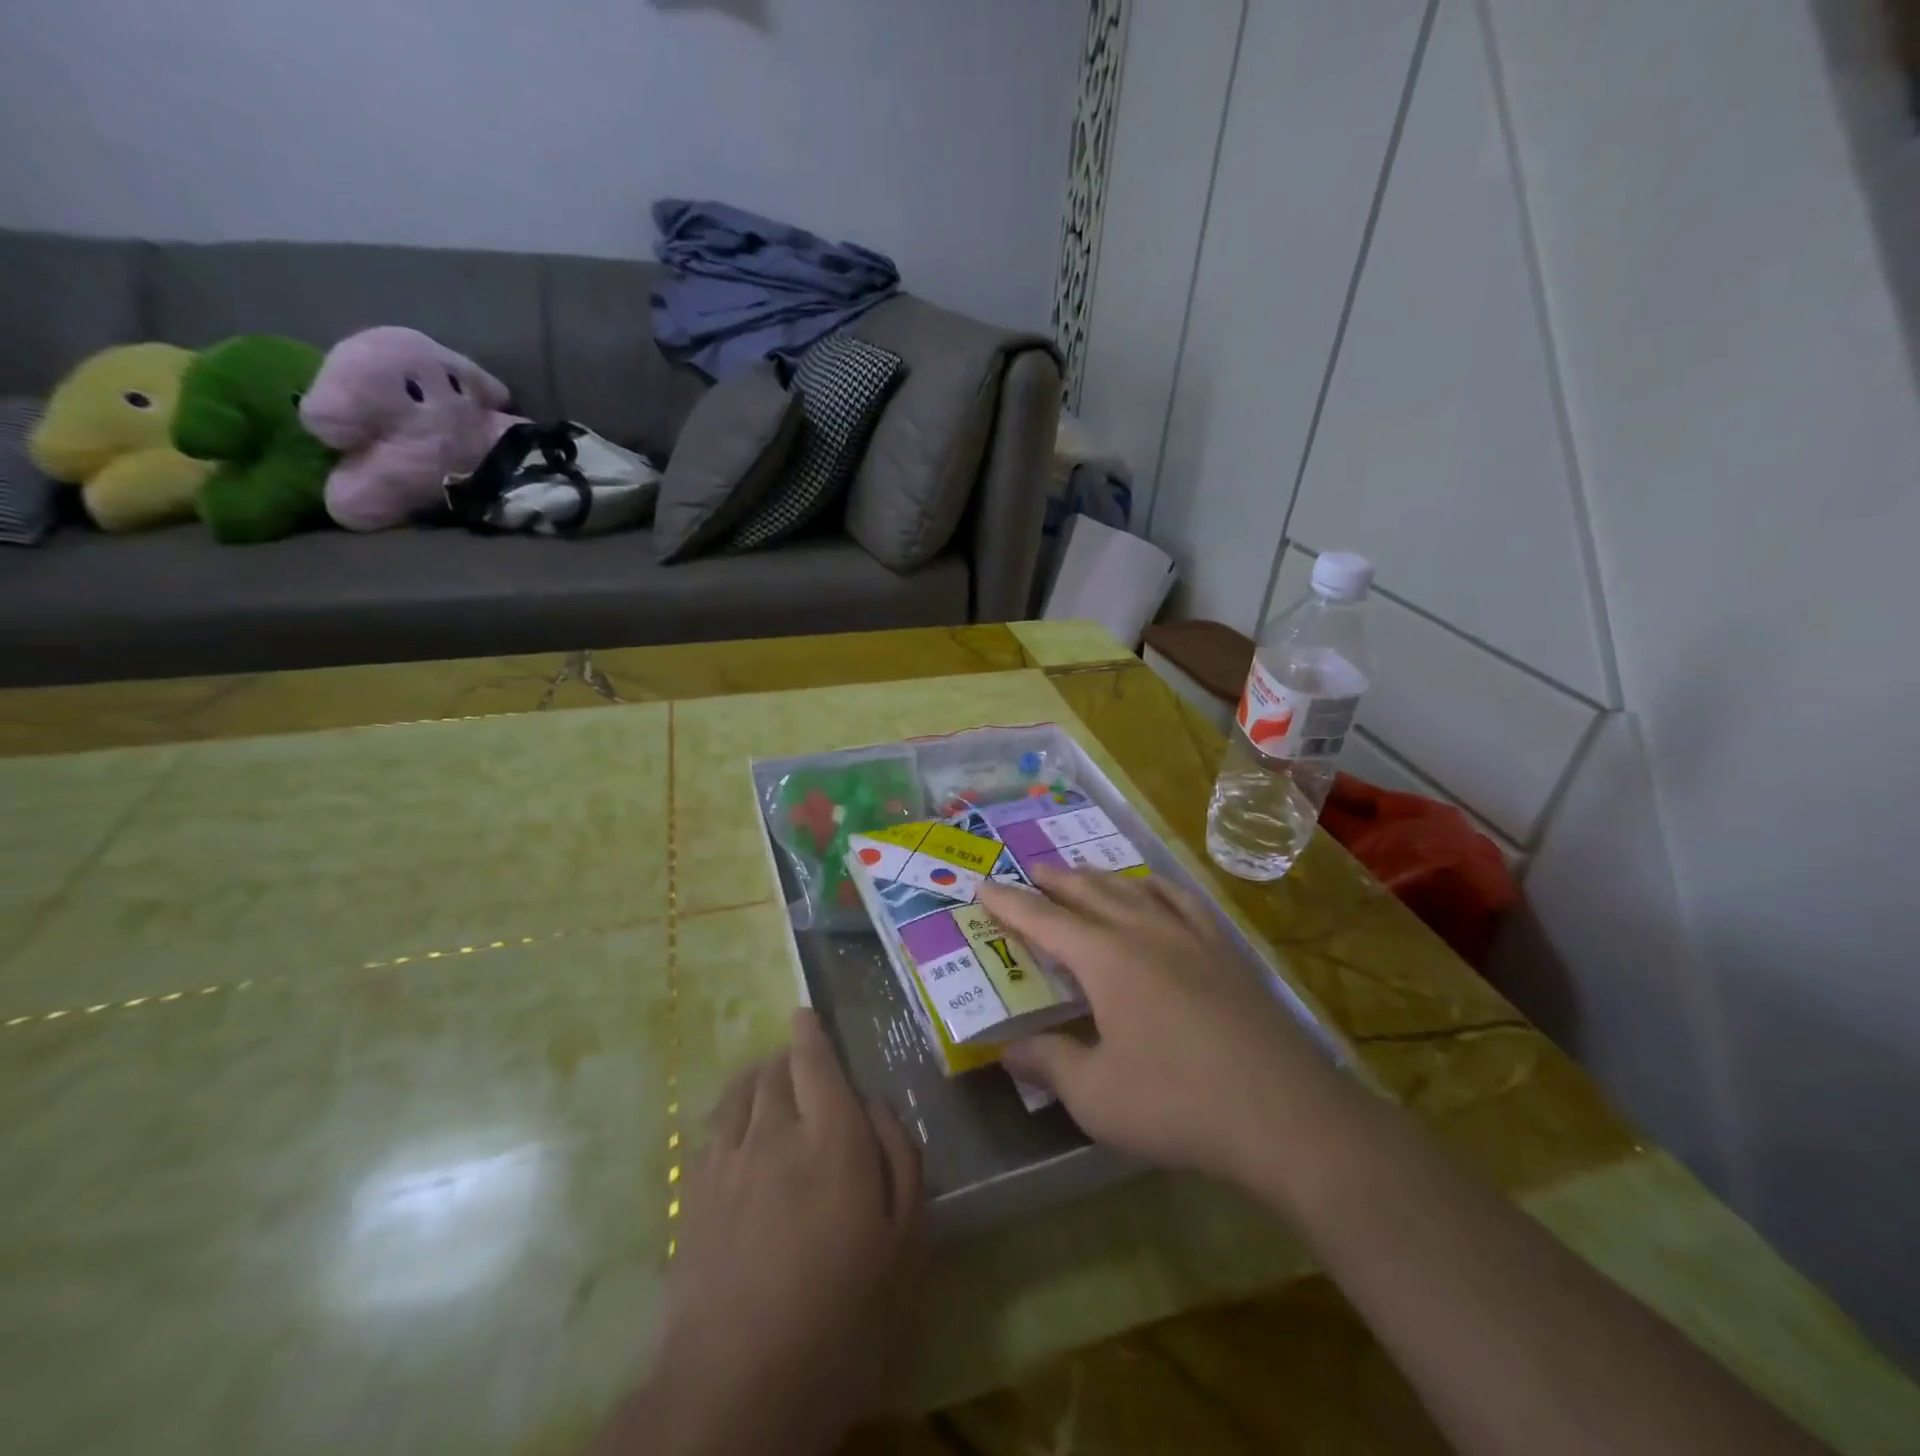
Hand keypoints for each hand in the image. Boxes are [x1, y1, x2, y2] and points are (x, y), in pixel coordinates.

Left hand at [610, 1010, 924, 1455]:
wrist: (739, 1388)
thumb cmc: (843, 1315)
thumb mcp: (904, 1242)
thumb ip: (900, 1158)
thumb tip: (876, 1104)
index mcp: (833, 1138)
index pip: (815, 1061)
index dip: (810, 1032)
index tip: (806, 1014)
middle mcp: (776, 1133)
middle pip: (775, 1069)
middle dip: (788, 1053)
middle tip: (801, 1058)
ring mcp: (727, 1162)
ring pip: (740, 1091)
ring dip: (757, 1075)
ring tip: (769, 1080)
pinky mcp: (692, 1195)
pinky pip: (711, 1127)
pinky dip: (729, 1108)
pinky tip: (736, 1124)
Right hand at [978, 868, 1329, 1184]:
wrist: (1284, 1114)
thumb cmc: (1177, 1103)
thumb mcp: (1095, 1096)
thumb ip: (1048, 1064)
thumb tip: (1007, 1049)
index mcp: (1105, 959)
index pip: (1044, 920)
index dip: (1009, 904)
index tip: (983, 884)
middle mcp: (1144, 933)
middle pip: (1089, 893)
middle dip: (1055, 881)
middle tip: (1030, 870)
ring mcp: (1190, 938)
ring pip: (1134, 891)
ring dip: (1101, 879)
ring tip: (1082, 874)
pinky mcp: (1226, 953)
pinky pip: (1184, 902)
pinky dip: (1159, 888)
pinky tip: (1156, 890)